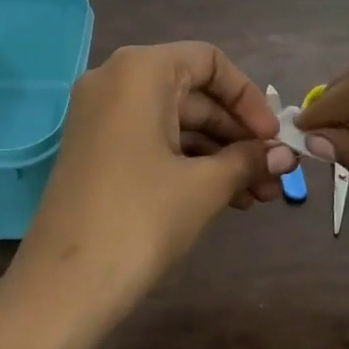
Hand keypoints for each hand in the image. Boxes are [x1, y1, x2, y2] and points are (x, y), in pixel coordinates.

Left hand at [6, 42, 295, 330]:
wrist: (63, 286)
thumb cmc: (141, 220)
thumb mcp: (203, 187)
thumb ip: (247, 160)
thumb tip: (286, 155)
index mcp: (139, 70)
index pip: (208, 62)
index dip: (248, 97)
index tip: (273, 137)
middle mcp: (115, 80)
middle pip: (193, 93)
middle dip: (238, 135)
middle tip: (275, 174)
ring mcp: (100, 115)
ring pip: (174, 122)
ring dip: (219, 154)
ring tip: (259, 196)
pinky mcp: (96, 149)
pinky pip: (152, 140)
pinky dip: (188, 162)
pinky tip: (226, 197)